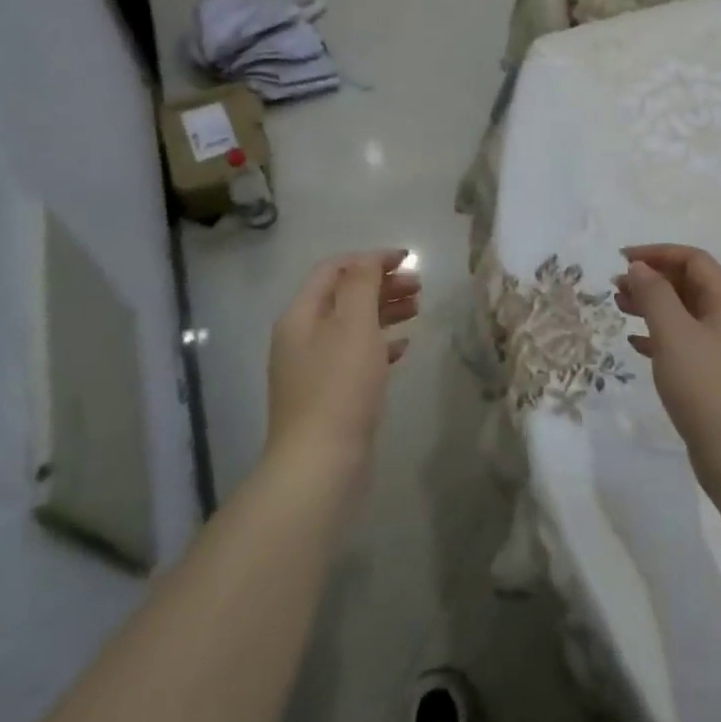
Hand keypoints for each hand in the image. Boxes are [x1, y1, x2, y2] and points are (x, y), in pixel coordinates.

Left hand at [265, 250, 417, 487]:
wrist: (320, 463)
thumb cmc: (340, 386)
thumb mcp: (354, 324)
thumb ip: (361, 284)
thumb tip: (368, 259)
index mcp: (301, 315)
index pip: (333, 270)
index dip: (370, 259)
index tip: (407, 260)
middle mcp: (302, 337)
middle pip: (344, 296)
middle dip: (381, 285)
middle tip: (419, 287)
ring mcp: (314, 368)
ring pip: (352, 326)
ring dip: (384, 312)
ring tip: (417, 311)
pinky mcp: (329, 395)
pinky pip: (356, 357)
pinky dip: (380, 345)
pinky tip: (403, 348)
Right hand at [614, 245, 720, 484]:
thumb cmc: (706, 386)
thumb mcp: (674, 333)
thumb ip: (654, 294)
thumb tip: (640, 267)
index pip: (693, 260)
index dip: (657, 253)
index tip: (622, 260)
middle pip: (689, 284)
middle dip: (652, 279)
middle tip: (616, 287)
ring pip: (685, 313)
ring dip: (653, 306)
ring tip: (620, 309)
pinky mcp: (716, 377)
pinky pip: (685, 343)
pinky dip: (660, 336)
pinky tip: (636, 345)